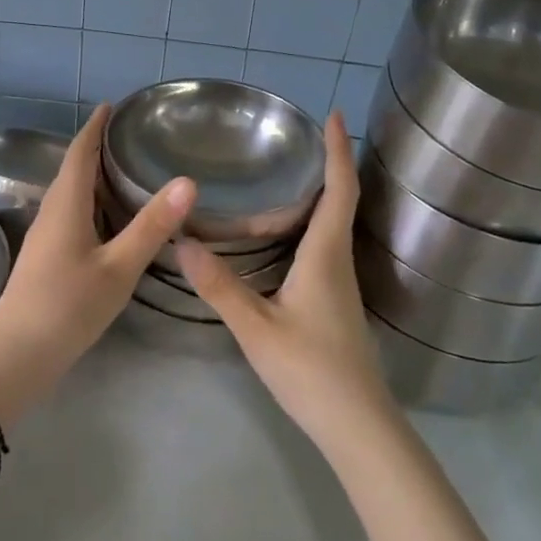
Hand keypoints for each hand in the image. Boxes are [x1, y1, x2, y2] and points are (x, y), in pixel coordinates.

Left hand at [0, 105, 193, 425]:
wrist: (14, 357)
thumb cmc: (67, 307)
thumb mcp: (118, 267)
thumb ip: (152, 226)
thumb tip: (187, 180)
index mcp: (66, 204)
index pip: (80, 151)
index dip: (95, 126)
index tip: (112, 104)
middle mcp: (52, 211)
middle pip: (73, 168)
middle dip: (96, 146)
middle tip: (130, 134)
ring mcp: (45, 236)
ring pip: (71, 192)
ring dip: (93, 174)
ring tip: (125, 168)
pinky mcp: (45, 256)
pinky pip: (70, 212)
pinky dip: (90, 200)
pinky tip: (108, 217)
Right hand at [176, 113, 398, 454]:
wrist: (357, 425)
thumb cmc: (310, 370)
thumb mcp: (256, 328)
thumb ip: (220, 286)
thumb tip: (183, 242)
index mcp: (325, 255)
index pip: (339, 189)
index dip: (339, 150)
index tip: (335, 115)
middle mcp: (338, 260)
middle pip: (340, 200)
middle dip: (328, 164)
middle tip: (299, 139)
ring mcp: (340, 283)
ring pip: (332, 225)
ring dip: (319, 193)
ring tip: (286, 176)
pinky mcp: (335, 301)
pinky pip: (325, 246)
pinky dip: (311, 223)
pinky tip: (284, 234)